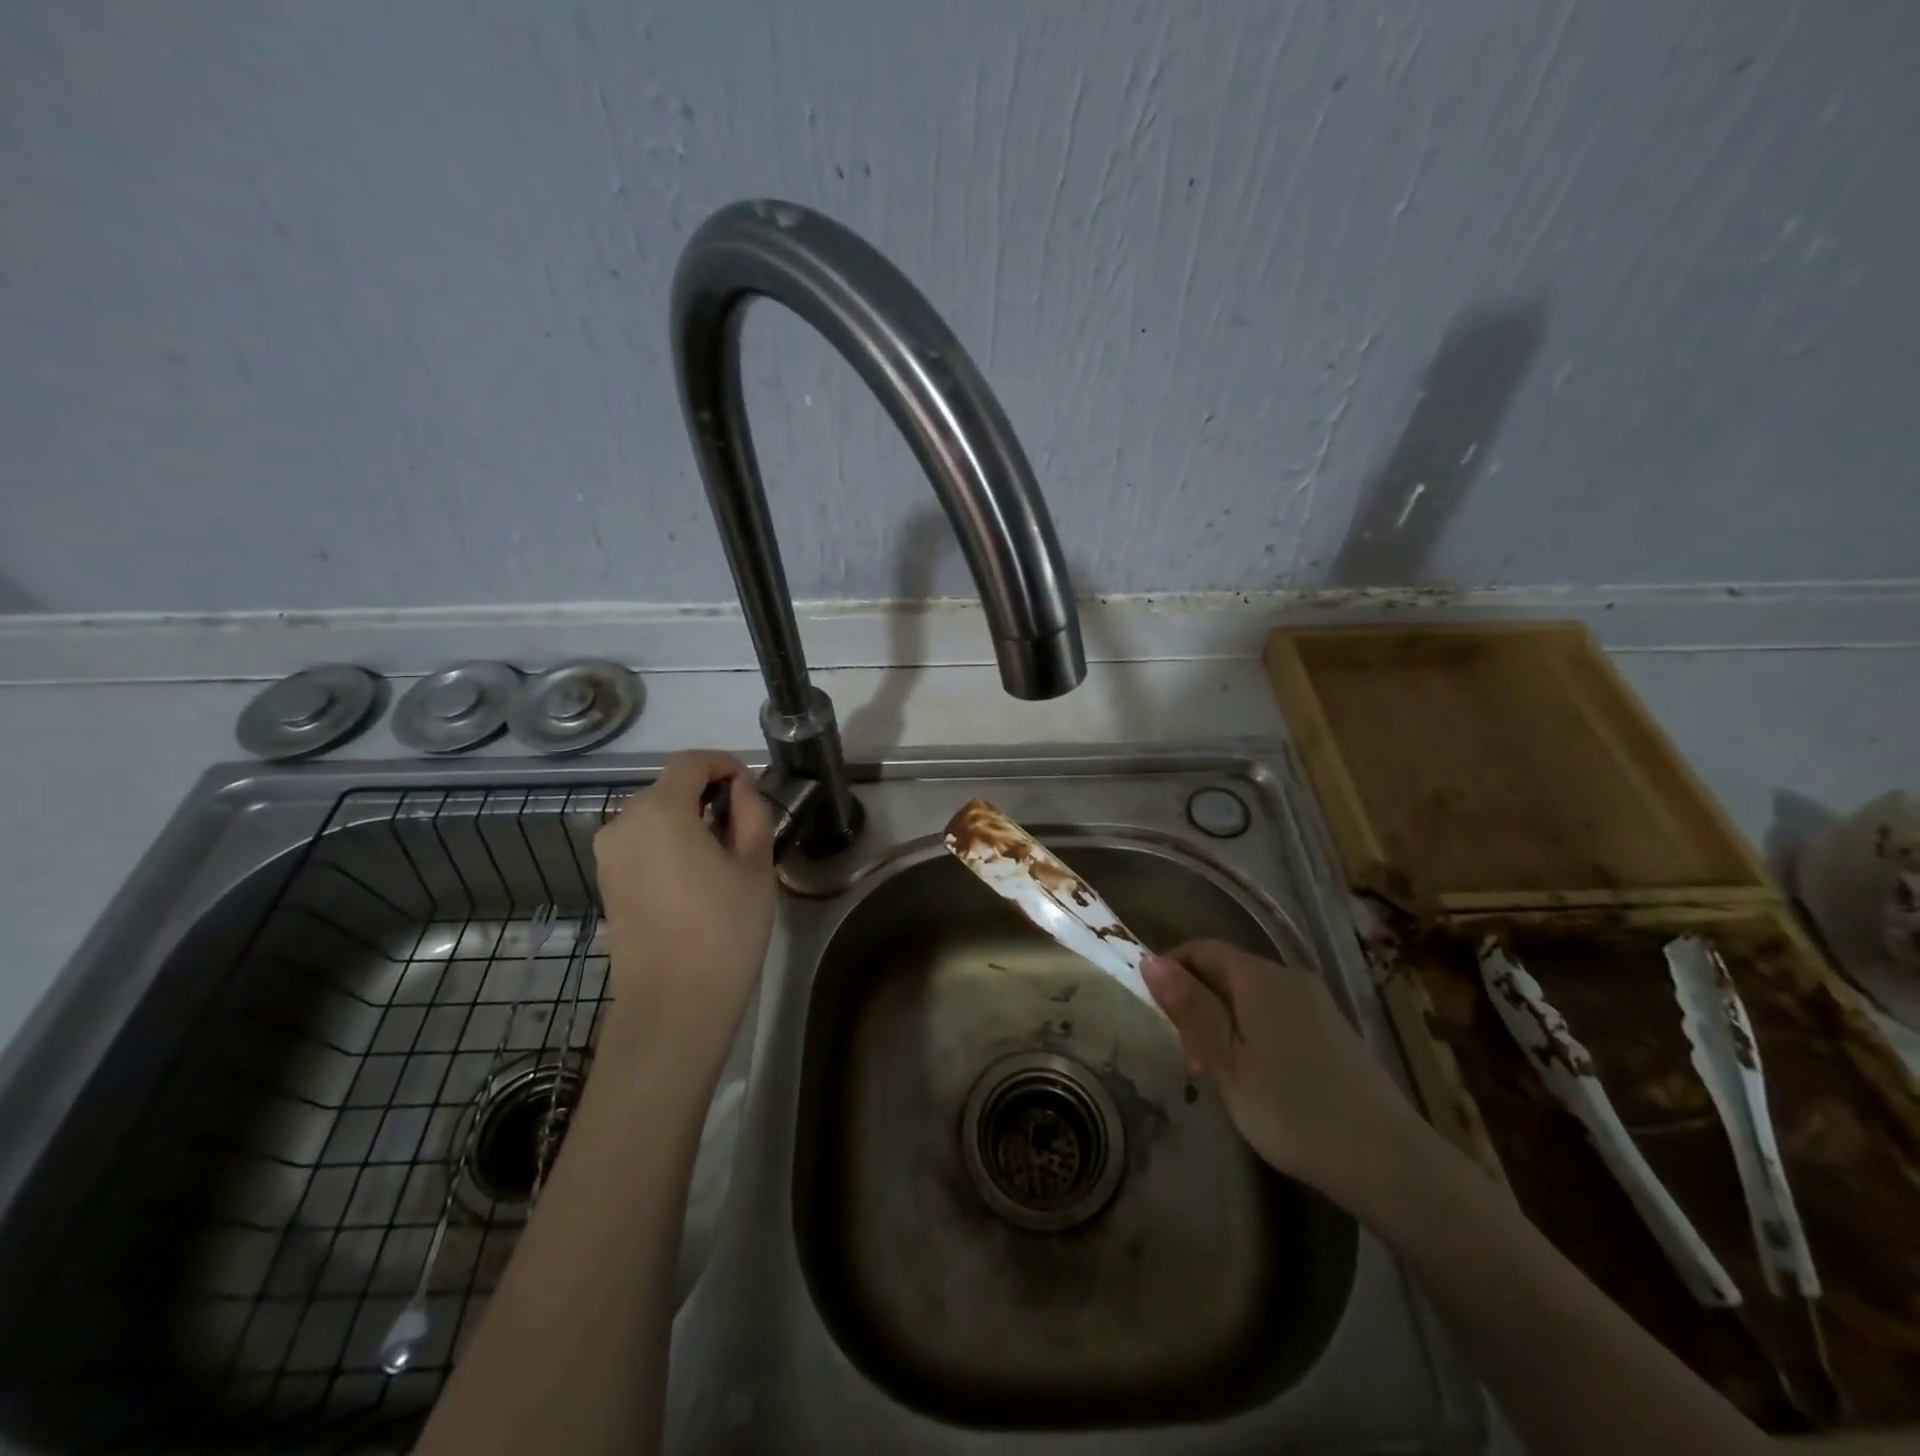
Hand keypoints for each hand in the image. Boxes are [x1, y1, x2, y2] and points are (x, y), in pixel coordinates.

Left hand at [593, 751, 776, 1061]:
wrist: (674, 1004)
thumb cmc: (724, 929)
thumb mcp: (755, 865)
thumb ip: (752, 812)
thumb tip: (741, 786)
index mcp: (660, 811)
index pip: (690, 762)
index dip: (723, 763)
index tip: (750, 785)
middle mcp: (623, 822)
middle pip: (668, 786)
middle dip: (706, 792)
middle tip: (744, 822)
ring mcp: (608, 854)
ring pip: (653, 815)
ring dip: (686, 817)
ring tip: (722, 851)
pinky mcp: (606, 881)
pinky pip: (640, 842)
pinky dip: (667, 841)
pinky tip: (694, 874)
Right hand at [1143, 939, 1425, 1212]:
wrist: (1389, 1162)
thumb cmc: (1292, 1109)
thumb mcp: (1226, 1061)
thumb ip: (1190, 1007)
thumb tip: (1150, 960)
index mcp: (1260, 978)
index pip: (1204, 949)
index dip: (1173, 968)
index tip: (1154, 1007)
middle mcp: (1290, 978)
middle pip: (1229, 971)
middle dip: (1199, 1002)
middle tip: (1187, 1056)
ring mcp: (1318, 1005)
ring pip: (1254, 997)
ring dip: (1225, 1022)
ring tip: (1217, 1074)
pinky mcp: (1336, 1033)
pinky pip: (1280, 1016)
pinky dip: (1255, 1033)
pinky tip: (1258, 1078)